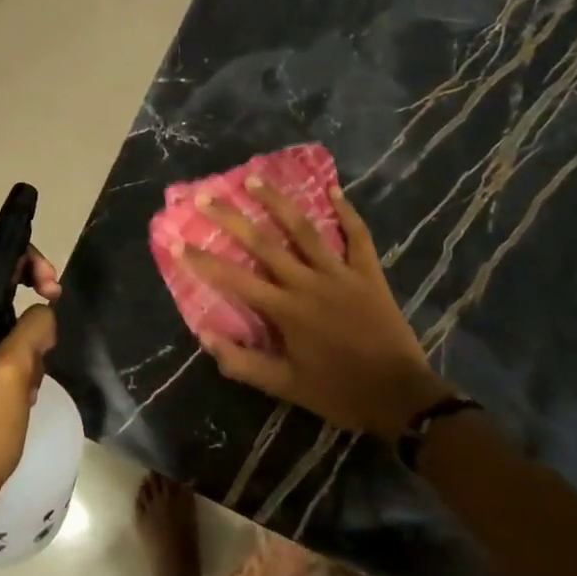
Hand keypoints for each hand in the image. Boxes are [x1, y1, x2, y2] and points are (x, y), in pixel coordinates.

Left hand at [0, 241, 61, 509]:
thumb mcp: (14, 370)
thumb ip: (33, 326)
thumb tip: (43, 312)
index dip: (21, 258)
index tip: (50, 285)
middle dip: (26, 298)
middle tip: (53, 317)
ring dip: (22, 333)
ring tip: (35, 371)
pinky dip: (11, 353)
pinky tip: (24, 386)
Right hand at [177, 180, 454, 441]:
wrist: (401, 396)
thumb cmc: (339, 392)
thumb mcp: (286, 387)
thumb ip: (243, 363)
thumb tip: (204, 336)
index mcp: (285, 310)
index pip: (234, 279)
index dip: (202, 260)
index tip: (175, 241)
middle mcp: (308, 282)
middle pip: (263, 243)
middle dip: (230, 218)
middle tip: (205, 197)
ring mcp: (340, 273)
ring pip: (304, 229)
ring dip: (277, 202)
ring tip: (254, 179)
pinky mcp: (368, 273)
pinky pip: (357, 236)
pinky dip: (346, 212)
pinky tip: (333, 190)